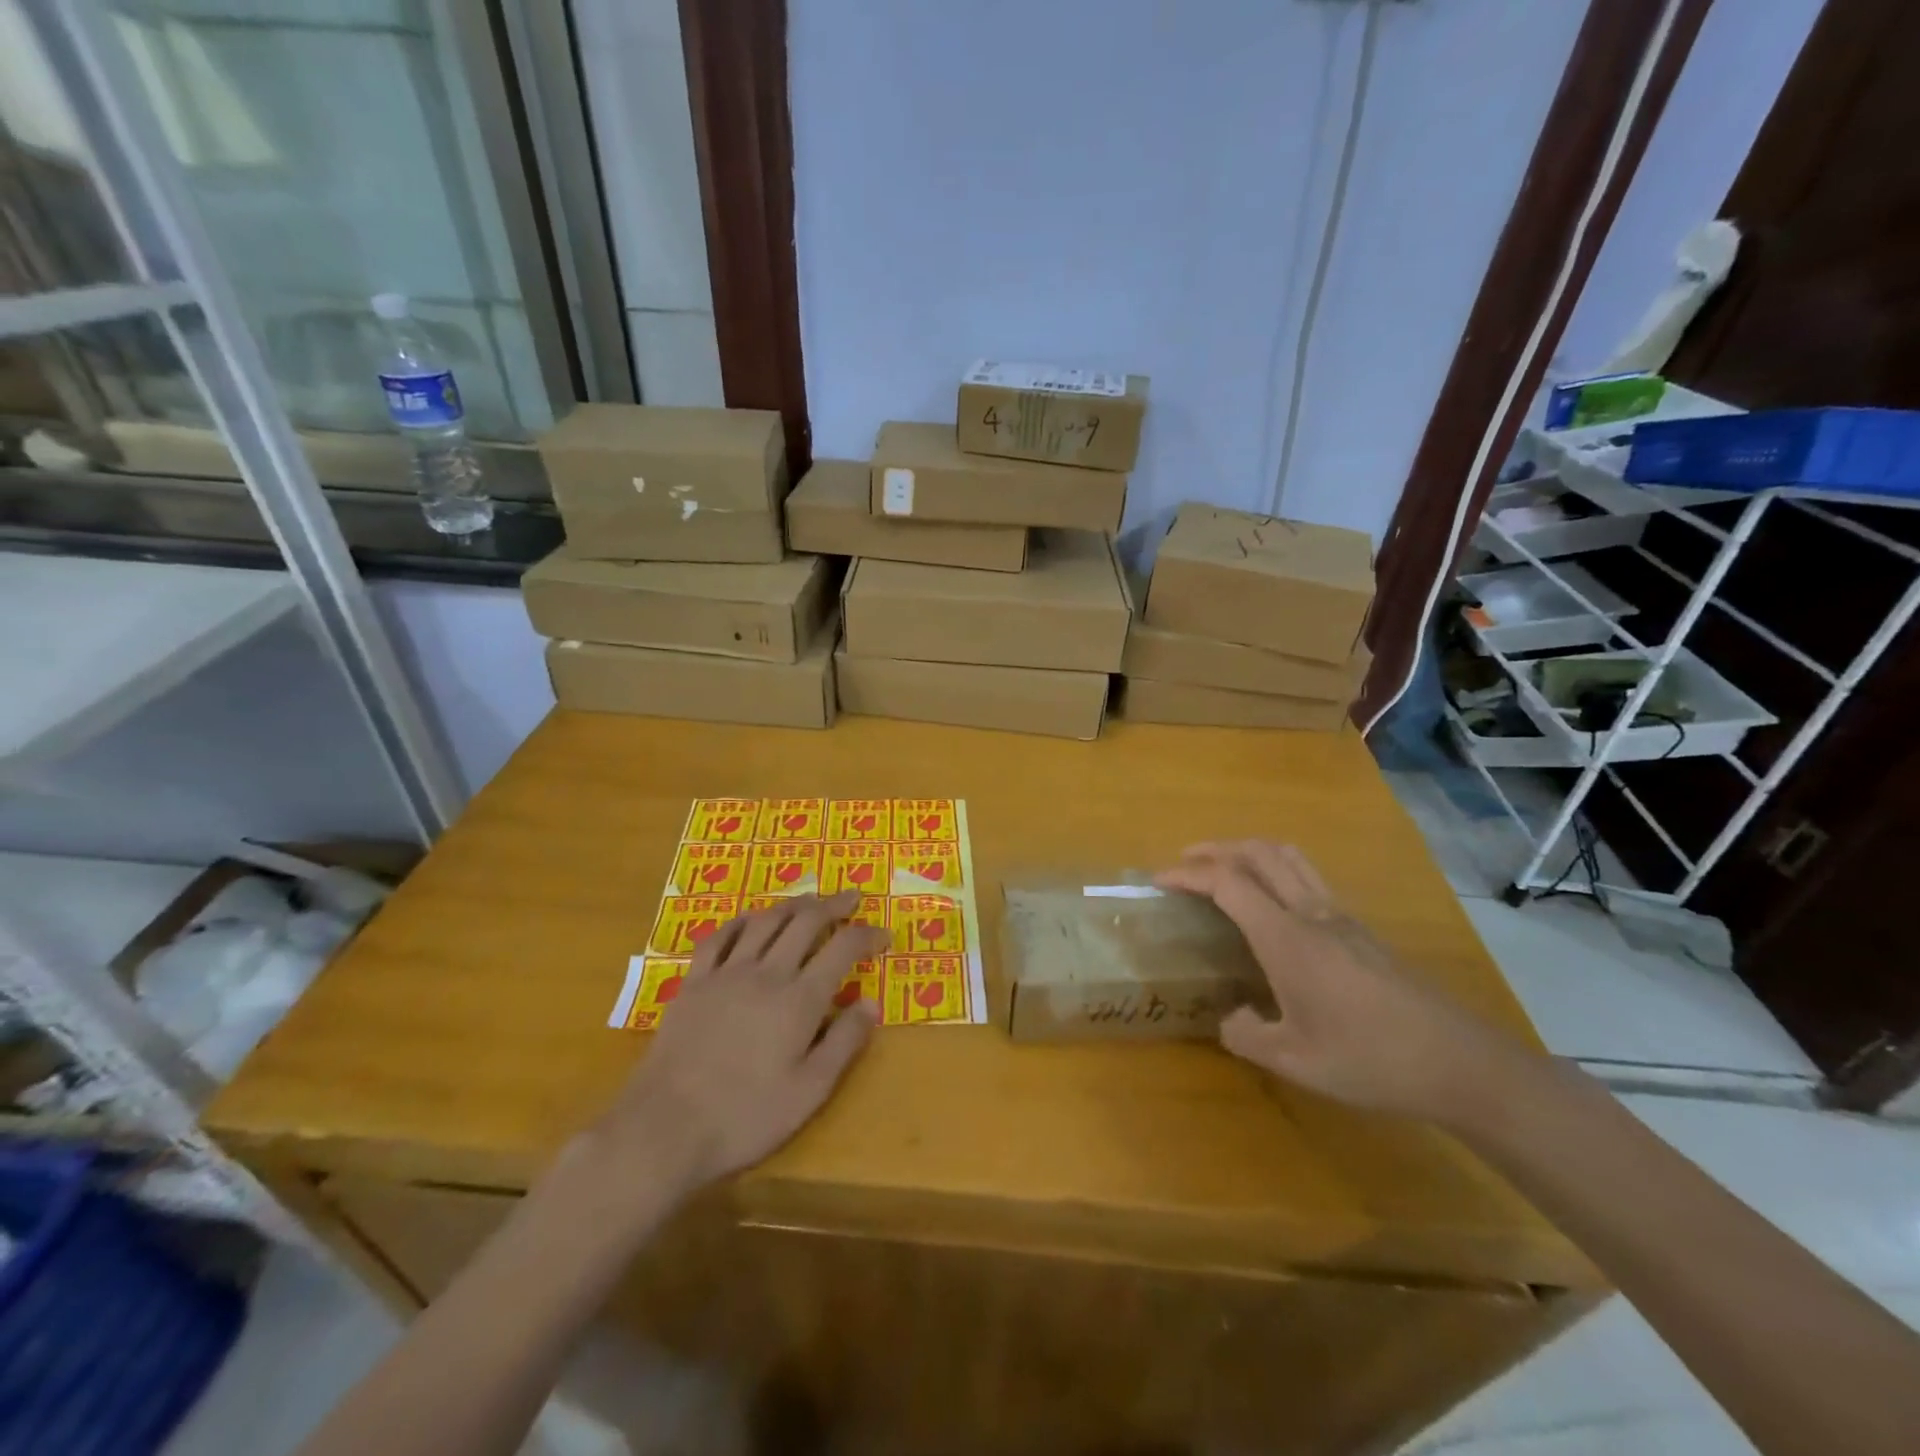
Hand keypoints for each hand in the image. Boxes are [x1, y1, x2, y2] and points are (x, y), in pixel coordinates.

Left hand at [595, 892, 886, 1193]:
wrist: (665, 1128)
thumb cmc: (746, 1116)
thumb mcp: (809, 1091)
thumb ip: (844, 1042)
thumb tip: (872, 1003)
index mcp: (800, 999)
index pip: (843, 948)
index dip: (867, 935)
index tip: (884, 934)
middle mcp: (767, 973)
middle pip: (805, 922)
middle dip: (834, 905)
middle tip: (852, 897)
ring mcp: (726, 973)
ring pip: (765, 921)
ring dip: (792, 904)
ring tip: (810, 900)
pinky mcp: (694, 983)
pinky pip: (719, 937)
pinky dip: (741, 921)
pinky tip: (750, 919)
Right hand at [1157, 841, 1532, 1124]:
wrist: (1459, 1063)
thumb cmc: (1369, 1059)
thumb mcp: (1294, 1060)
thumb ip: (1246, 1034)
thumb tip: (1229, 1017)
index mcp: (1287, 938)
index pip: (1228, 882)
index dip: (1189, 874)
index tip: (1160, 881)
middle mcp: (1311, 913)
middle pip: (1259, 853)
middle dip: (1216, 849)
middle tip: (1185, 863)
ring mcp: (1341, 917)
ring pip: (1289, 857)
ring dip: (1249, 852)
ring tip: (1224, 870)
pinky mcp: (1361, 929)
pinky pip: (1308, 878)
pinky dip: (1276, 872)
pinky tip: (1272, 908)